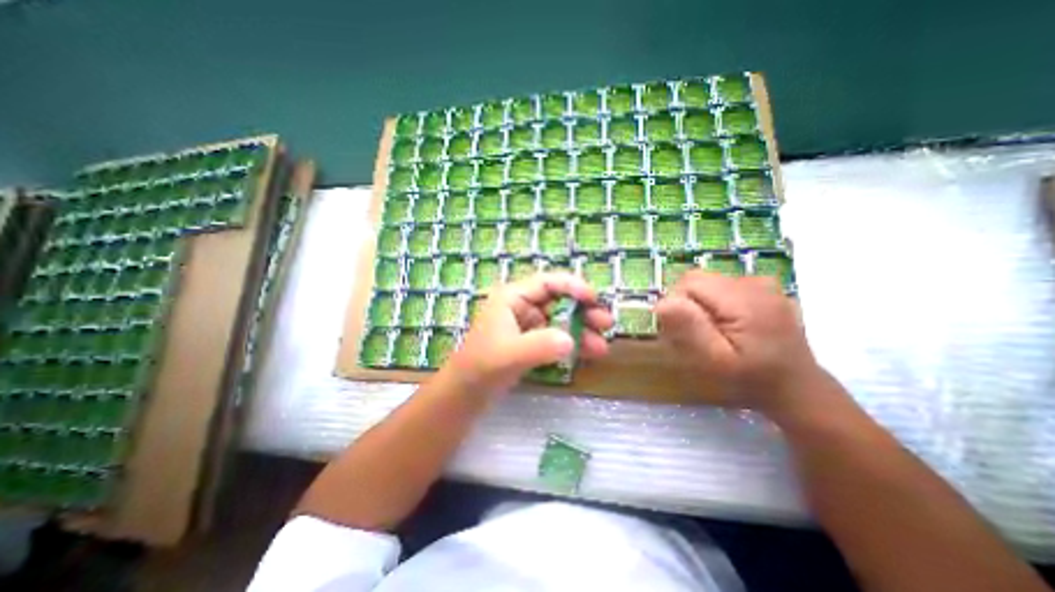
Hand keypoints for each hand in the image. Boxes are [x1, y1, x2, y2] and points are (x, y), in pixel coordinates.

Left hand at [452, 273, 613, 394]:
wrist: (465, 394)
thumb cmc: (481, 367)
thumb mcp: (509, 354)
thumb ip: (539, 345)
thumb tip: (571, 340)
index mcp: (512, 297)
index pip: (547, 282)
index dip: (573, 287)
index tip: (595, 300)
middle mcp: (521, 306)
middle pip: (558, 301)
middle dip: (583, 311)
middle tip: (607, 324)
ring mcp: (527, 325)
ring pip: (560, 320)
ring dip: (581, 330)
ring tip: (602, 346)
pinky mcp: (530, 342)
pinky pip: (556, 337)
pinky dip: (571, 343)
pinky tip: (588, 353)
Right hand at [657, 272, 818, 413]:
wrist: (798, 390)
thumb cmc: (752, 380)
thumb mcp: (716, 361)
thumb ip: (690, 329)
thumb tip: (662, 303)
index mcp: (743, 299)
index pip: (689, 282)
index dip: (677, 304)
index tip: (683, 331)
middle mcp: (754, 283)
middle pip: (698, 279)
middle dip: (687, 303)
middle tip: (697, 333)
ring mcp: (762, 284)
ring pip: (709, 282)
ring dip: (701, 303)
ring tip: (713, 330)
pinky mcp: (764, 289)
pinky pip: (723, 286)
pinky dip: (716, 302)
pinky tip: (728, 323)